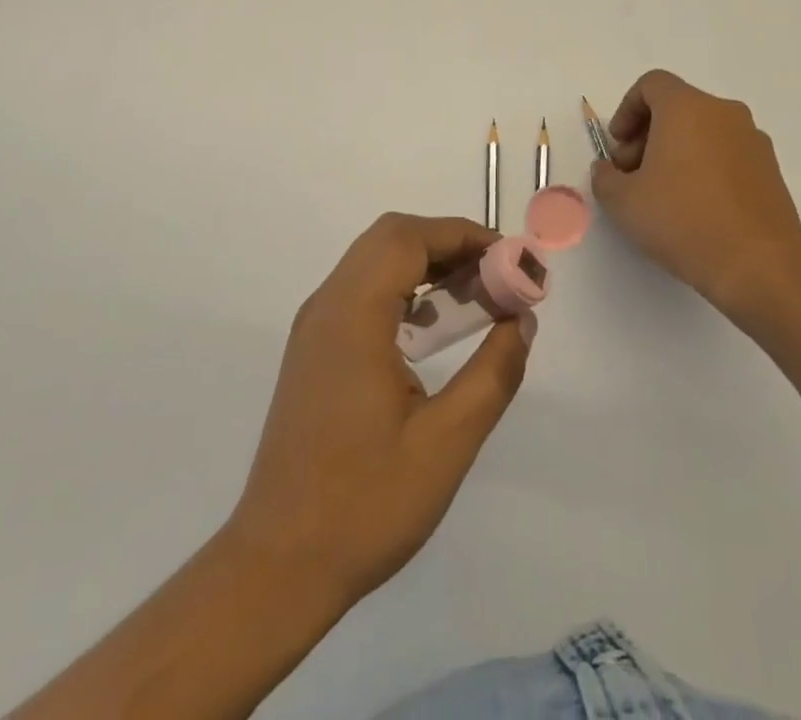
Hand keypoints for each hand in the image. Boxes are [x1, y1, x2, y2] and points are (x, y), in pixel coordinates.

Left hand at [226, 213, 531, 610]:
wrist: (278, 565)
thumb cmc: (365, 504)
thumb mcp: (446, 443)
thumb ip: (493, 373)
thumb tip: (522, 320)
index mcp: (353, 315)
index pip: (409, 238)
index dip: (463, 235)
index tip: (511, 260)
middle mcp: (327, 306)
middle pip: (390, 239)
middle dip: (448, 245)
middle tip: (496, 278)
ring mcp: (315, 327)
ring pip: (374, 262)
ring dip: (426, 266)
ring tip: (476, 299)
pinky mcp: (314, 350)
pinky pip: (362, 293)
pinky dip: (403, 291)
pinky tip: (433, 331)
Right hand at [590, 69, 800, 313]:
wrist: (760, 266)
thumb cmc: (683, 220)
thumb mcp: (623, 202)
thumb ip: (605, 177)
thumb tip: (609, 170)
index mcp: (687, 107)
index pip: (651, 85)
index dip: (626, 110)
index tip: (618, 146)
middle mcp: (723, 113)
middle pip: (676, 107)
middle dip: (647, 135)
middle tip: (633, 175)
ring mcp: (753, 140)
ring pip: (703, 130)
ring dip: (676, 151)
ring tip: (663, 195)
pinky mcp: (771, 169)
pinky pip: (726, 153)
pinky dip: (705, 166)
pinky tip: (695, 208)